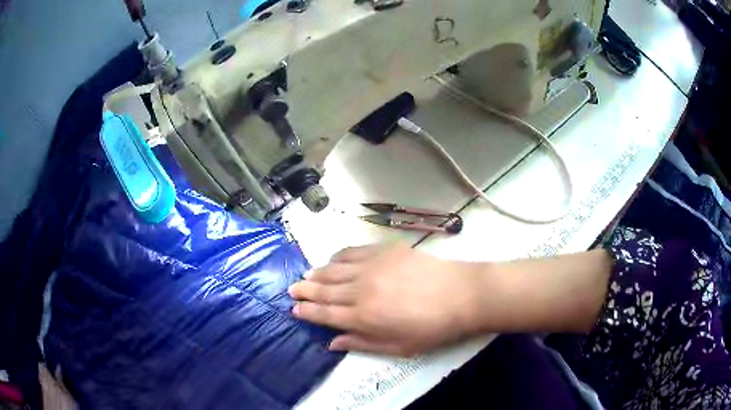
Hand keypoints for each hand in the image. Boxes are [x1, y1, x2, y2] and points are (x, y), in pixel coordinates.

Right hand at [288, 244, 484, 355]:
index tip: (294, 309)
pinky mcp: (384, 251)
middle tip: (291, 289)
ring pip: (334, 270)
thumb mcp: (398, 347)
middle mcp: (360, 290)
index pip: (325, 314)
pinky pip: (353, 252)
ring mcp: (371, 267)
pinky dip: (338, 256)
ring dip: (317, 273)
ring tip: (306, 275)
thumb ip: (362, 343)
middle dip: (305, 290)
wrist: (460, 294)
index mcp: (363, 317)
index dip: (308, 311)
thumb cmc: (431, 327)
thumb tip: (332, 343)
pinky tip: (332, 259)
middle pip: (324, 290)